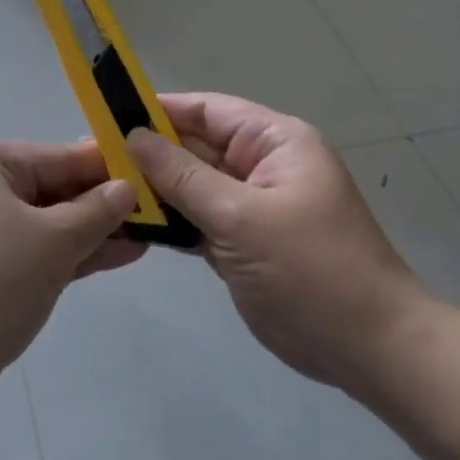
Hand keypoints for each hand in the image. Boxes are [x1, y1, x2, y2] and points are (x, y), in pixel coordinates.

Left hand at [0, 140, 141, 413]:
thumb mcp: (51, 241)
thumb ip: (94, 212)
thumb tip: (127, 187)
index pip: (60, 156)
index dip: (109, 168)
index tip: (157, 173)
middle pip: (54, 189)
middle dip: (104, 205)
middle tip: (162, 210)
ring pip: (48, 224)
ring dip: (94, 232)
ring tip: (151, 234)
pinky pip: (36, 251)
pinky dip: (72, 255)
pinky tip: (120, 256)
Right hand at [127, 93, 429, 389]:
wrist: (369, 349)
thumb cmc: (310, 270)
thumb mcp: (241, 217)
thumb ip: (183, 176)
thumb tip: (133, 137)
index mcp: (274, 142)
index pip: (206, 110)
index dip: (158, 110)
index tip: (107, 117)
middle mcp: (261, 166)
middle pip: (195, 147)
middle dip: (147, 153)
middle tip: (91, 161)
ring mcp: (251, 205)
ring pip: (192, 185)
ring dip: (153, 189)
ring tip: (102, 191)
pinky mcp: (242, 241)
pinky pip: (197, 218)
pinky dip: (169, 220)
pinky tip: (130, 224)